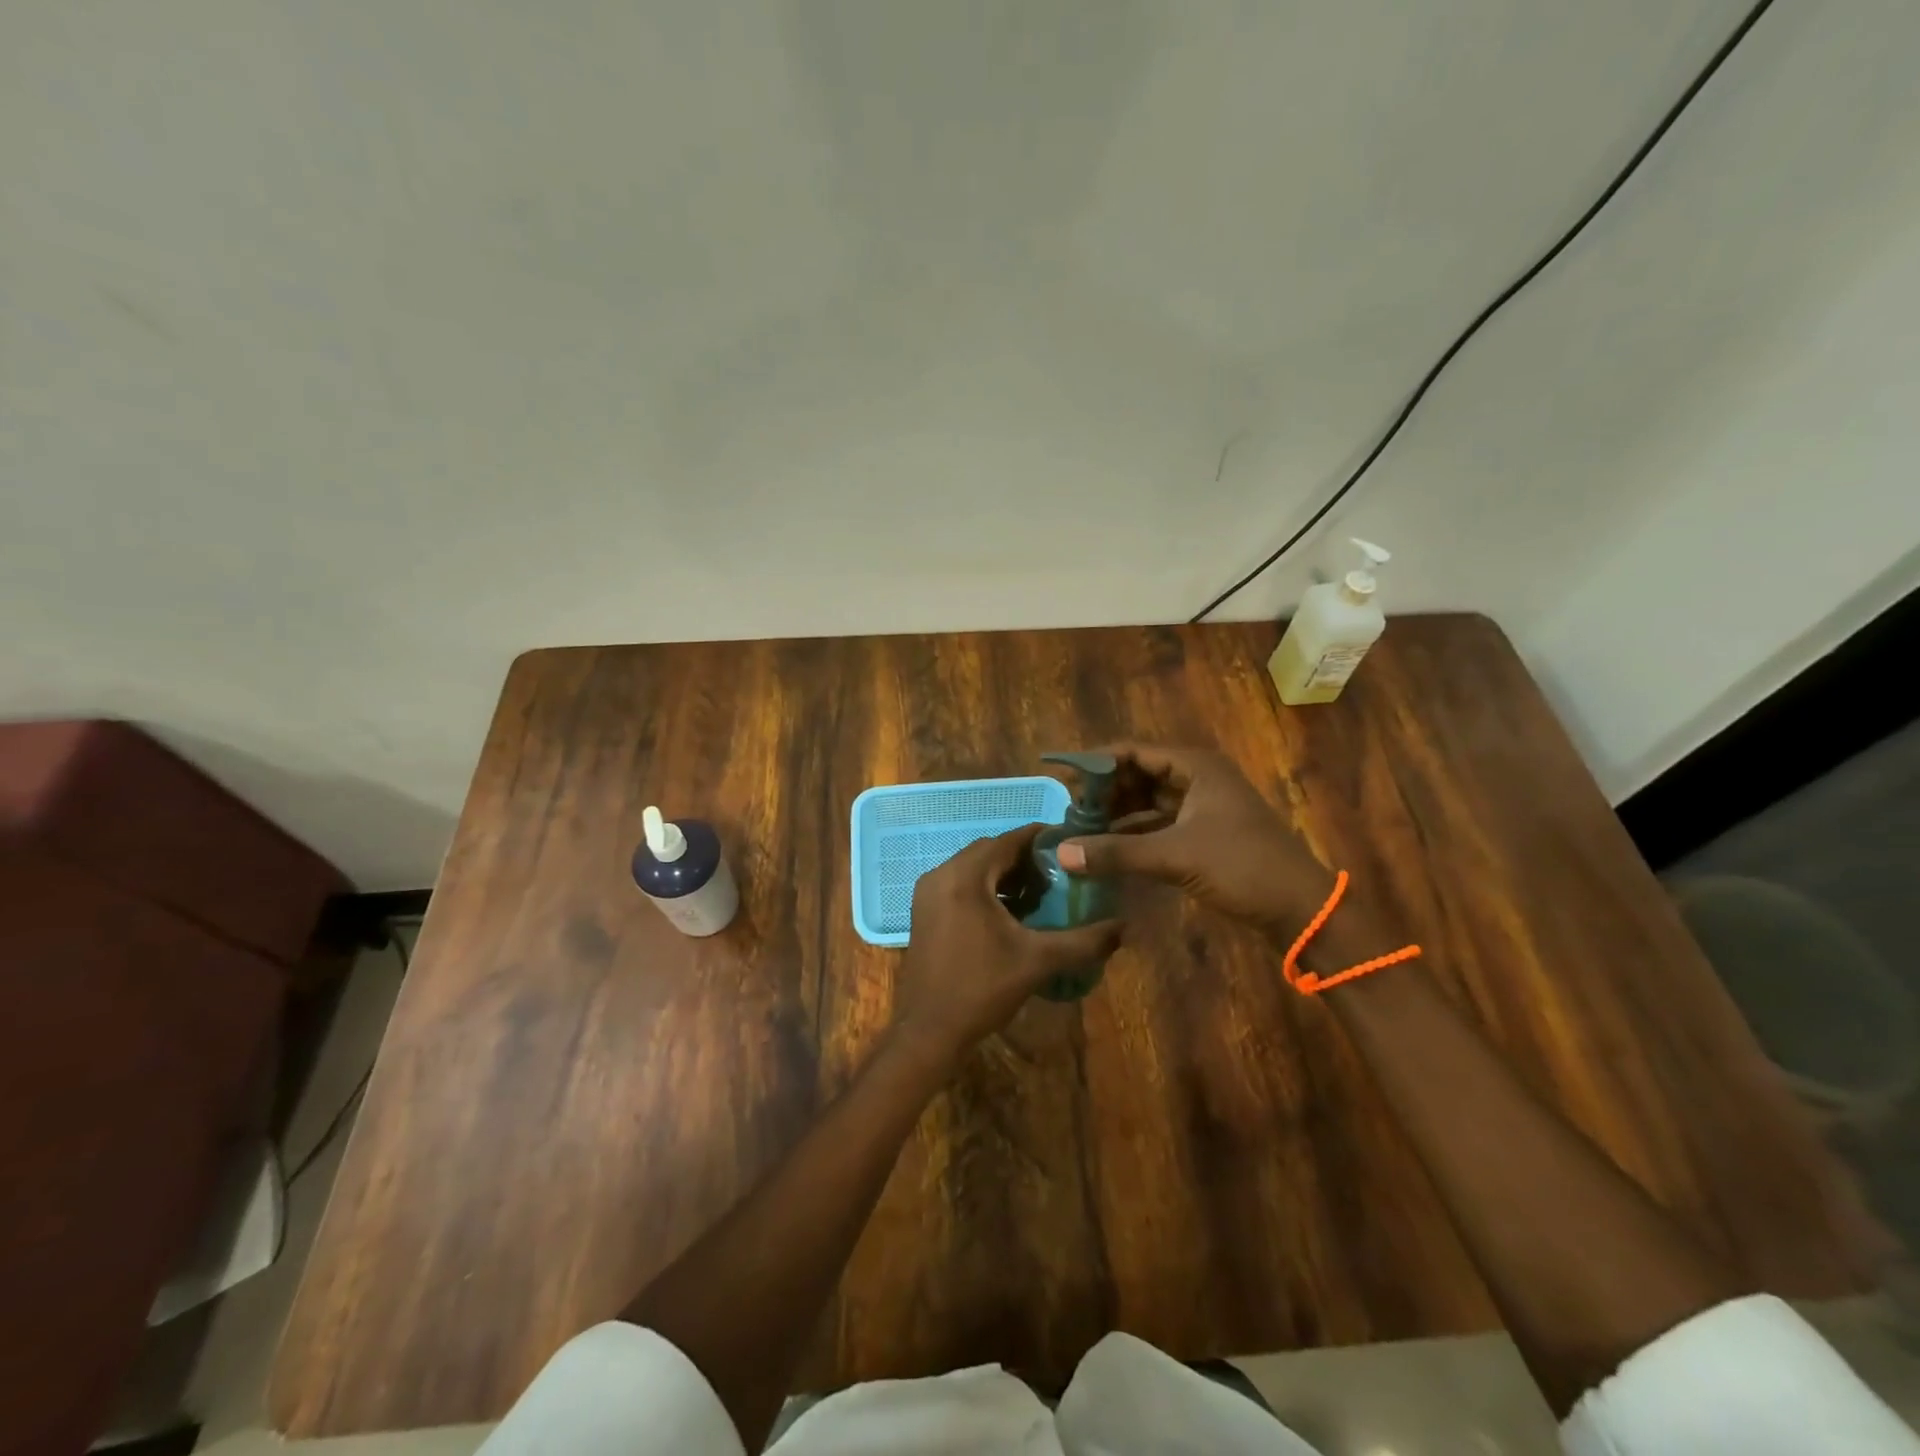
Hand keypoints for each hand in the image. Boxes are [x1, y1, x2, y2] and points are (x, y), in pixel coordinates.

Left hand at [893, 824, 1121, 1058]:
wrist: (929, 1031)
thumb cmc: (982, 989)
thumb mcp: (1038, 962)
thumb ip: (1083, 941)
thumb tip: (1124, 927)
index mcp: (965, 877)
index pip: (1008, 840)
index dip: (1041, 839)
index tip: (1071, 844)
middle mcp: (941, 874)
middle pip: (990, 851)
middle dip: (1025, 858)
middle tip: (1060, 873)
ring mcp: (928, 892)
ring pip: (974, 868)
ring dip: (1005, 874)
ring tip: (1041, 892)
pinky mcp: (924, 910)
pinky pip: (960, 884)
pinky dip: (986, 888)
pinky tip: (1011, 913)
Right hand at [1055, 743, 1343, 937]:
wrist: (1301, 909)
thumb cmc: (1242, 867)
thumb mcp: (1175, 856)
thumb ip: (1116, 853)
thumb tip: (1060, 853)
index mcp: (1195, 766)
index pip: (1131, 752)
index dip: (1094, 763)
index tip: (1059, 779)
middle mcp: (1197, 778)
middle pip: (1137, 774)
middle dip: (1102, 791)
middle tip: (1066, 811)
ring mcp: (1201, 806)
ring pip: (1146, 800)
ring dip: (1116, 813)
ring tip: (1079, 830)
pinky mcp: (1203, 833)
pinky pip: (1157, 824)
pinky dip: (1133, 833)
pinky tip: (1107, 848)